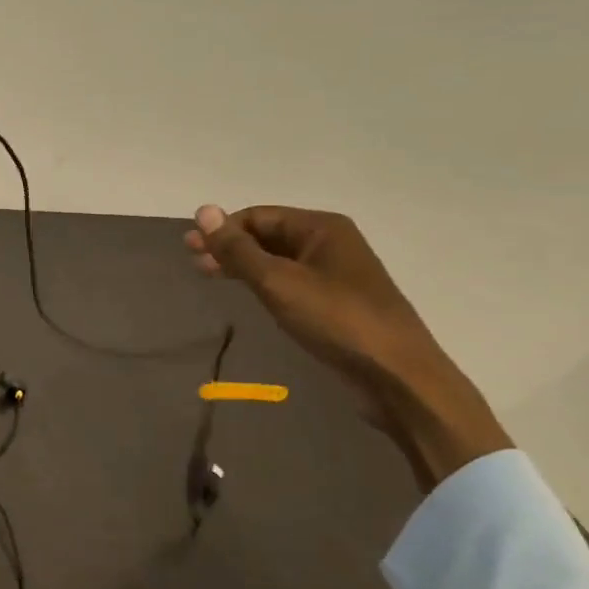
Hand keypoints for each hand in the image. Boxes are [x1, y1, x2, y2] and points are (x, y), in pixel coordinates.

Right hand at [185, 204, 511, 487]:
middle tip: (193, 262)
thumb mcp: (278, 282)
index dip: (223, 229)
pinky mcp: (337, 303)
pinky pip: (291, 282)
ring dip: (244, 265)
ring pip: (278, 260)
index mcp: (322, 227)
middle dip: (230, 246)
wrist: (398, 378)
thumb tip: (203, 211)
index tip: (190, 248)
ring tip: (210, 276)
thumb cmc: (336, 321)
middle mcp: (331, 243)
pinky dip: (264, 283)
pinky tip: (248, 294)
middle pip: (268, 235)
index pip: (259, 216)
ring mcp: (336, 274)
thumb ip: (238, 249)